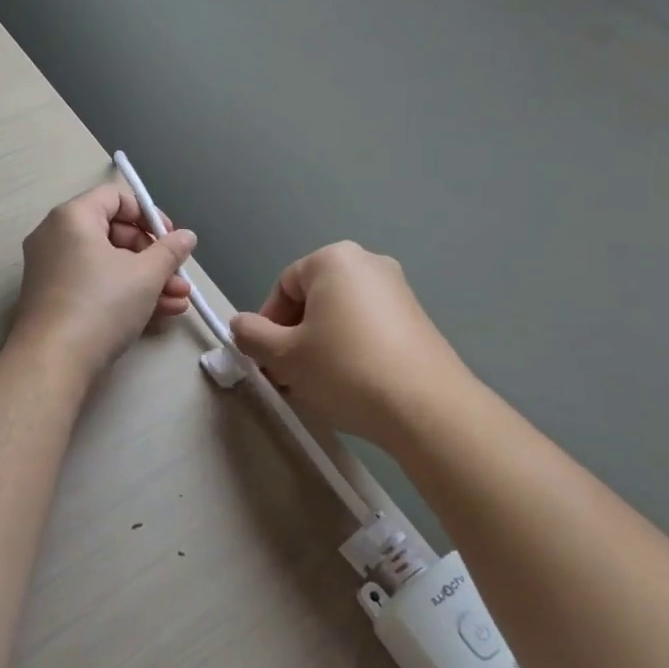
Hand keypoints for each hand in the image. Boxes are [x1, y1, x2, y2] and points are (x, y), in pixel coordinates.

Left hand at [7, 183, 196, 384]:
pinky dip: (124, 294)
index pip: (115, 197)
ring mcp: (52, 270)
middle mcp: (56, 236)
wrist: (53, 362)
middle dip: (153, 256)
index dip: (148, 214)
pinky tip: (160, 314)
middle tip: (178, 275)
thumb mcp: (145, 275)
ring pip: (108, 264)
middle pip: (113, 232)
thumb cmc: (101, 304)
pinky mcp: (54, 300)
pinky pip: (94, 285)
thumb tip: (186, 237)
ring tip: (180, 300)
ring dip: (147, 280)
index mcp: (73, 217)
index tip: (170, 239)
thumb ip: (169, 251)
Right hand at [229, 242, 466, 446]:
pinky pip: (369, 327)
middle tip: (288, 376)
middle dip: (294, 337)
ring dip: (320, 346)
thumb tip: (241, 325)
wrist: (427, 407)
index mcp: (334, 260)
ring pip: (340, 315)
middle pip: (313, 299)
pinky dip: (352, 349)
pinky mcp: (418, 319)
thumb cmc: (345, 369)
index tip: (267, 360)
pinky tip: (351, 384)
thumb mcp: (285, 356)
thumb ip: (252, 335)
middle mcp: (369, 263)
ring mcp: (399, 290)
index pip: (284, 286)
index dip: (267, 324)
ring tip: (318, 385)